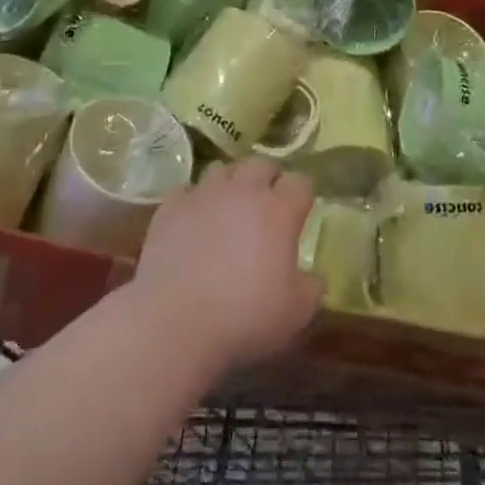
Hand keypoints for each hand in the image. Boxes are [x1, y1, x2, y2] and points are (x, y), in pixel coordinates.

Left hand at [130, 158, 322, 371]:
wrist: (175, 320)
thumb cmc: (244, 316)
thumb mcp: (296, 313)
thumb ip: (311, 288)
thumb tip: (313, 278)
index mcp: (278, 210)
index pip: (299, 182)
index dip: (301, 194)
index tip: (299, 211)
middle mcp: (243, 191)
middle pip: (261, 164)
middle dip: (267, 178)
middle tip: (266, 204)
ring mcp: (204, 194)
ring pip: (222, 170)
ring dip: (230, 184)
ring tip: (228, 208)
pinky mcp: (171, 206)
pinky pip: (187, 192)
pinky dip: (194, 203)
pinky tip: (192, 223)